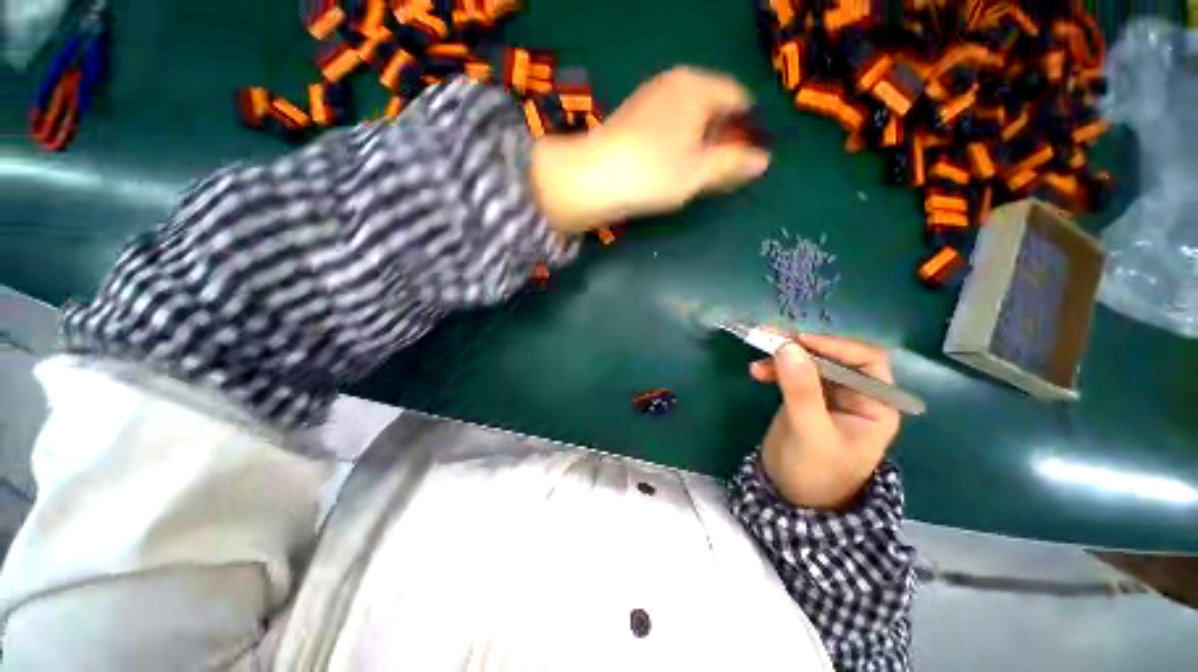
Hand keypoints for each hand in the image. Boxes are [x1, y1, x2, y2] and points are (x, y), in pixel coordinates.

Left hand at [531, 67, 770, 231]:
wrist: (592, 178)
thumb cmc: (654, 173)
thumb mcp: (700, 172)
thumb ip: (733, 163)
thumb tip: (763, 160)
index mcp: (698, 86)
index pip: (738, 98)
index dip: (748, 127)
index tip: (746, 157)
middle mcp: (674, 83)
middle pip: (712, 106)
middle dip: (722, 136)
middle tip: (722, 169)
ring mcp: (649, 99)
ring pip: (688, 117)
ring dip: (699, 142)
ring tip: (697, 172)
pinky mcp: (631, 118)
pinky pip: (667, 126)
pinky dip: (677, 143)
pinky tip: (671, 166)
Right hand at [749, 334, 900, 510]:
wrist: (791, 497)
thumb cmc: (814, 471)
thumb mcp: (809, 431)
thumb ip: (801, 390)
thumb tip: (787, 347)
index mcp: (875, 405)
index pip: (865, 361)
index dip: (835, 346)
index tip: (800, 340)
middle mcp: (855, 395)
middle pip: (833, 357)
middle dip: (802, 347)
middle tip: (770, 337)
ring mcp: (828, 395)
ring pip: (809, 362)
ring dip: (783, 356)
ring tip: (758, 355)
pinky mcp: (804, 398)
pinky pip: (792, 373)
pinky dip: (775, 368)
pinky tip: (757, 371)